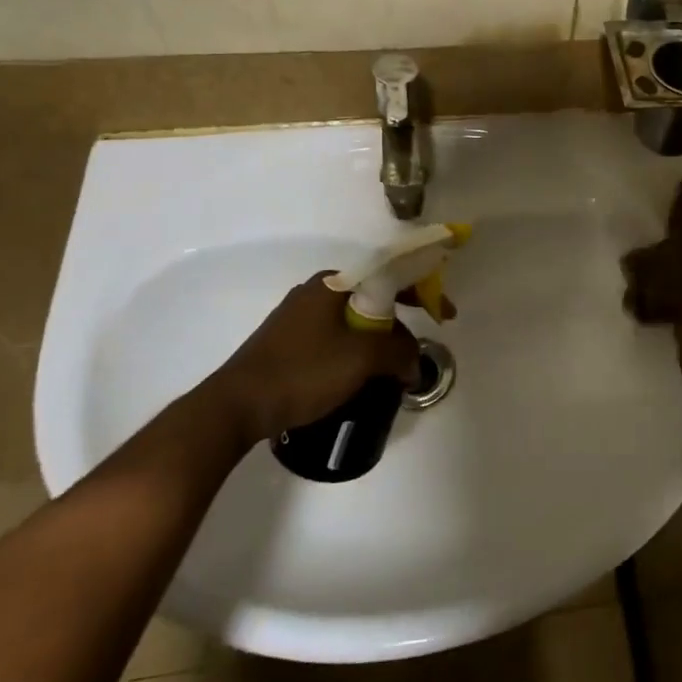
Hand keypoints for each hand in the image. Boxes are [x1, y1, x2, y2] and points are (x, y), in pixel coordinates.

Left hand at [190, 272, 422, 448]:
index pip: (390, 275)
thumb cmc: (303, 372)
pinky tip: (358, 377)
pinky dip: (355, 353)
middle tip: (415, 350)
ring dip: (377, 342)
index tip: (444, 315)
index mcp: (333, 284)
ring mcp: (297, 318)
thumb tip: (412, 362)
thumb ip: (398, 352)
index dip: (423, 292)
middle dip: (400, 324)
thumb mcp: (362, 359)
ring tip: (391, 369)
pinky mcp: (287, 343)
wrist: (236, 405)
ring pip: (353, 323)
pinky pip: (335, 339)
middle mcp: (315, 293)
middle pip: (373, 300)